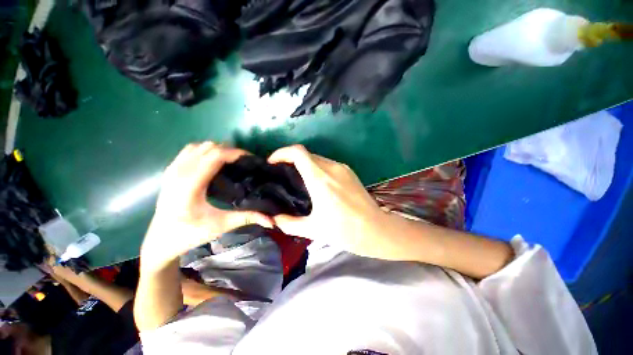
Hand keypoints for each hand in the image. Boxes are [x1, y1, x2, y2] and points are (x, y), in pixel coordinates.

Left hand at [141, 142, 272, 271]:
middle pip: (208, 147)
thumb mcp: (220, 226)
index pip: (214, 156)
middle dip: (229, 150)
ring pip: (198, 146)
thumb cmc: (190, 234)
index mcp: (190, 185)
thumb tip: (272, 220)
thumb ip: (247, 218)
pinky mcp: (170, 171)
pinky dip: (204, 150)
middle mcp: (179, 173)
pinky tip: (213, 162)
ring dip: (217, 149)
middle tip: (245, 162)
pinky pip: (189, 150)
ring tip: (231, 161)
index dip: (235, 153)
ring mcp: (172, 170)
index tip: (251, 158)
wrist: (160, 241)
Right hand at [268, 145, 387, 255]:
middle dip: (291, 159)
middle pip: (306, 153)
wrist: (376, 229)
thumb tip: (274, 219)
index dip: (282, 152)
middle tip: (283, 173)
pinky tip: (316, 182)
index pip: (298, 152)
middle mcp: (331, 168)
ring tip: (298, 178)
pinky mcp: (349, 171)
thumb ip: (289, 224)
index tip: (273, 162)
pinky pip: (328, 163)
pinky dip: (316, 167)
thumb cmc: (345, 231)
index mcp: (320, 179)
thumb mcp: (313, 229)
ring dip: (304, 163)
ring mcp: (342, 168)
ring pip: (317, 158)